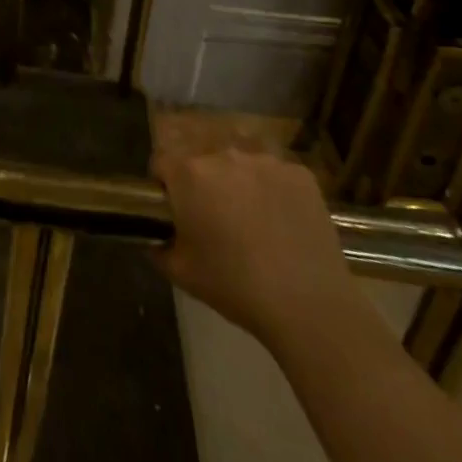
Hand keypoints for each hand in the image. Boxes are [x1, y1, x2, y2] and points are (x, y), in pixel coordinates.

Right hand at [152, 150, 359, 352]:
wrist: (309, 306)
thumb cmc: (236, 287)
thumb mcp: (182, 273)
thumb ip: (157, 247)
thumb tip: (153, 237)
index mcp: (190, 173)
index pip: (162, 162)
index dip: (164, 184)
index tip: (174, 209)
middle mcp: (224, 154)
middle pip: (203, 160)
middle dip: (204, 183)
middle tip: (215, 219)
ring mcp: (265, 160)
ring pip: (241, 164)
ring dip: (239, 183)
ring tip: (253, 220)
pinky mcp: (299, 173)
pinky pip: (276, 174)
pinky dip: (274, 191)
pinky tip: (283, 222)